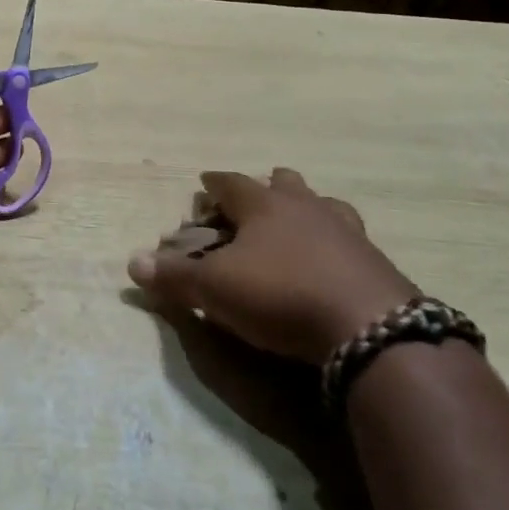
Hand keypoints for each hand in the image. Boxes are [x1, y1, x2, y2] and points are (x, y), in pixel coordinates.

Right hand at [128, 168, 416, 363]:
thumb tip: (133, 263)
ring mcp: (346, 230)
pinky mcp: (375, 260)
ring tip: (299, 225)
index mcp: (264, 205)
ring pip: (323, 204)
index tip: (205, 182)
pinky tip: (334, 261)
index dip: (215, 183)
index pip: (231, 183)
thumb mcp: (216, 289)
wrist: (370, 327)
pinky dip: (336, 243)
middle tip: (255, 201)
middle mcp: (306, 207)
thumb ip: (175, 276)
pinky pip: (350, 239)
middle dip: (267, 187)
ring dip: (307, 210)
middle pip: (284, 183)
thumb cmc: (282, 294)